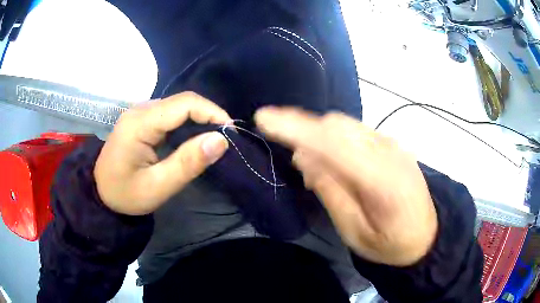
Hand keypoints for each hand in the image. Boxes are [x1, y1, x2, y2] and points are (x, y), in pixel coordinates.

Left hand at [94, 92, 230, 214]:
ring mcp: (139, 112)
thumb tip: (222, 140)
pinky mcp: (141, 118)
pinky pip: (170, 113)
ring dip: (199, 118)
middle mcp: (140, 109)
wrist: (101, 193)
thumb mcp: (158, 187)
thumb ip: (188, 163)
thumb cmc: (126, 195)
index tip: (230, 132)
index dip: (212, 112)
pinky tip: (193, 137)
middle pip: (182, 101)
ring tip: (213, 139)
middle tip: (225, 138)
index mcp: (140, 123)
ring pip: (177, 105)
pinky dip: (187, 122)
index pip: (184, 103)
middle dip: (208, 115)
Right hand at [255, 107, 437, 265]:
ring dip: (318, 135)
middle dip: (303, 128)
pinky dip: (335, 139)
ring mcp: (393, 145)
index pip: (334, 143)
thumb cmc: (391, 244)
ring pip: (346, 125)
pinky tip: (332, 161)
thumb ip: (332, 193)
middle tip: (290, 156)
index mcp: (383, 180)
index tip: (264, 118)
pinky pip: (356, 132)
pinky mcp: (393, 144)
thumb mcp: (356, 233)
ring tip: (310, 163)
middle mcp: (390, 152)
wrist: (427, 236)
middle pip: (338, 126)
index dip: (296, 128)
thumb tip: (304, 157)